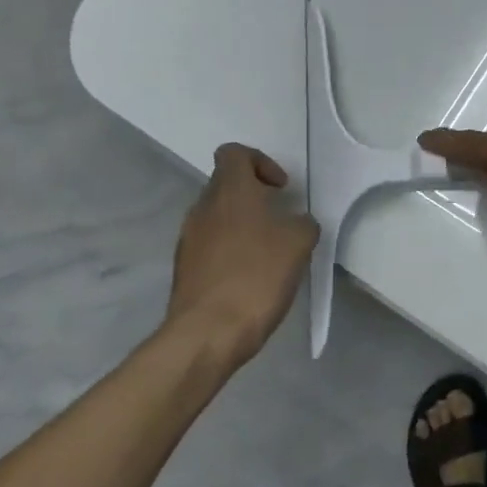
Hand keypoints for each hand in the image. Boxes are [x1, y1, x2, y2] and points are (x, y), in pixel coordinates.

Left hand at [165, 145, 318, 366]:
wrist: (209, 332)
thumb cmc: (257, 276)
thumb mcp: (298, 244)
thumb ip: (302, 224)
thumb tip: (296, 222)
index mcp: (230, 192)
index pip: (234, 153)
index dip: (260, 162)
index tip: (281, 189)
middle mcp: (203, 208)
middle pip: (226, 185)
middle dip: (255, 197)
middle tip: (280, 221)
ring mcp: (188, 238)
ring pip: (218, 217)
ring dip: (242, 225)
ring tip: (268, 253)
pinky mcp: (184, 268)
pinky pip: (210, 245)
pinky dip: (231, 251)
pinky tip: (250, 276)